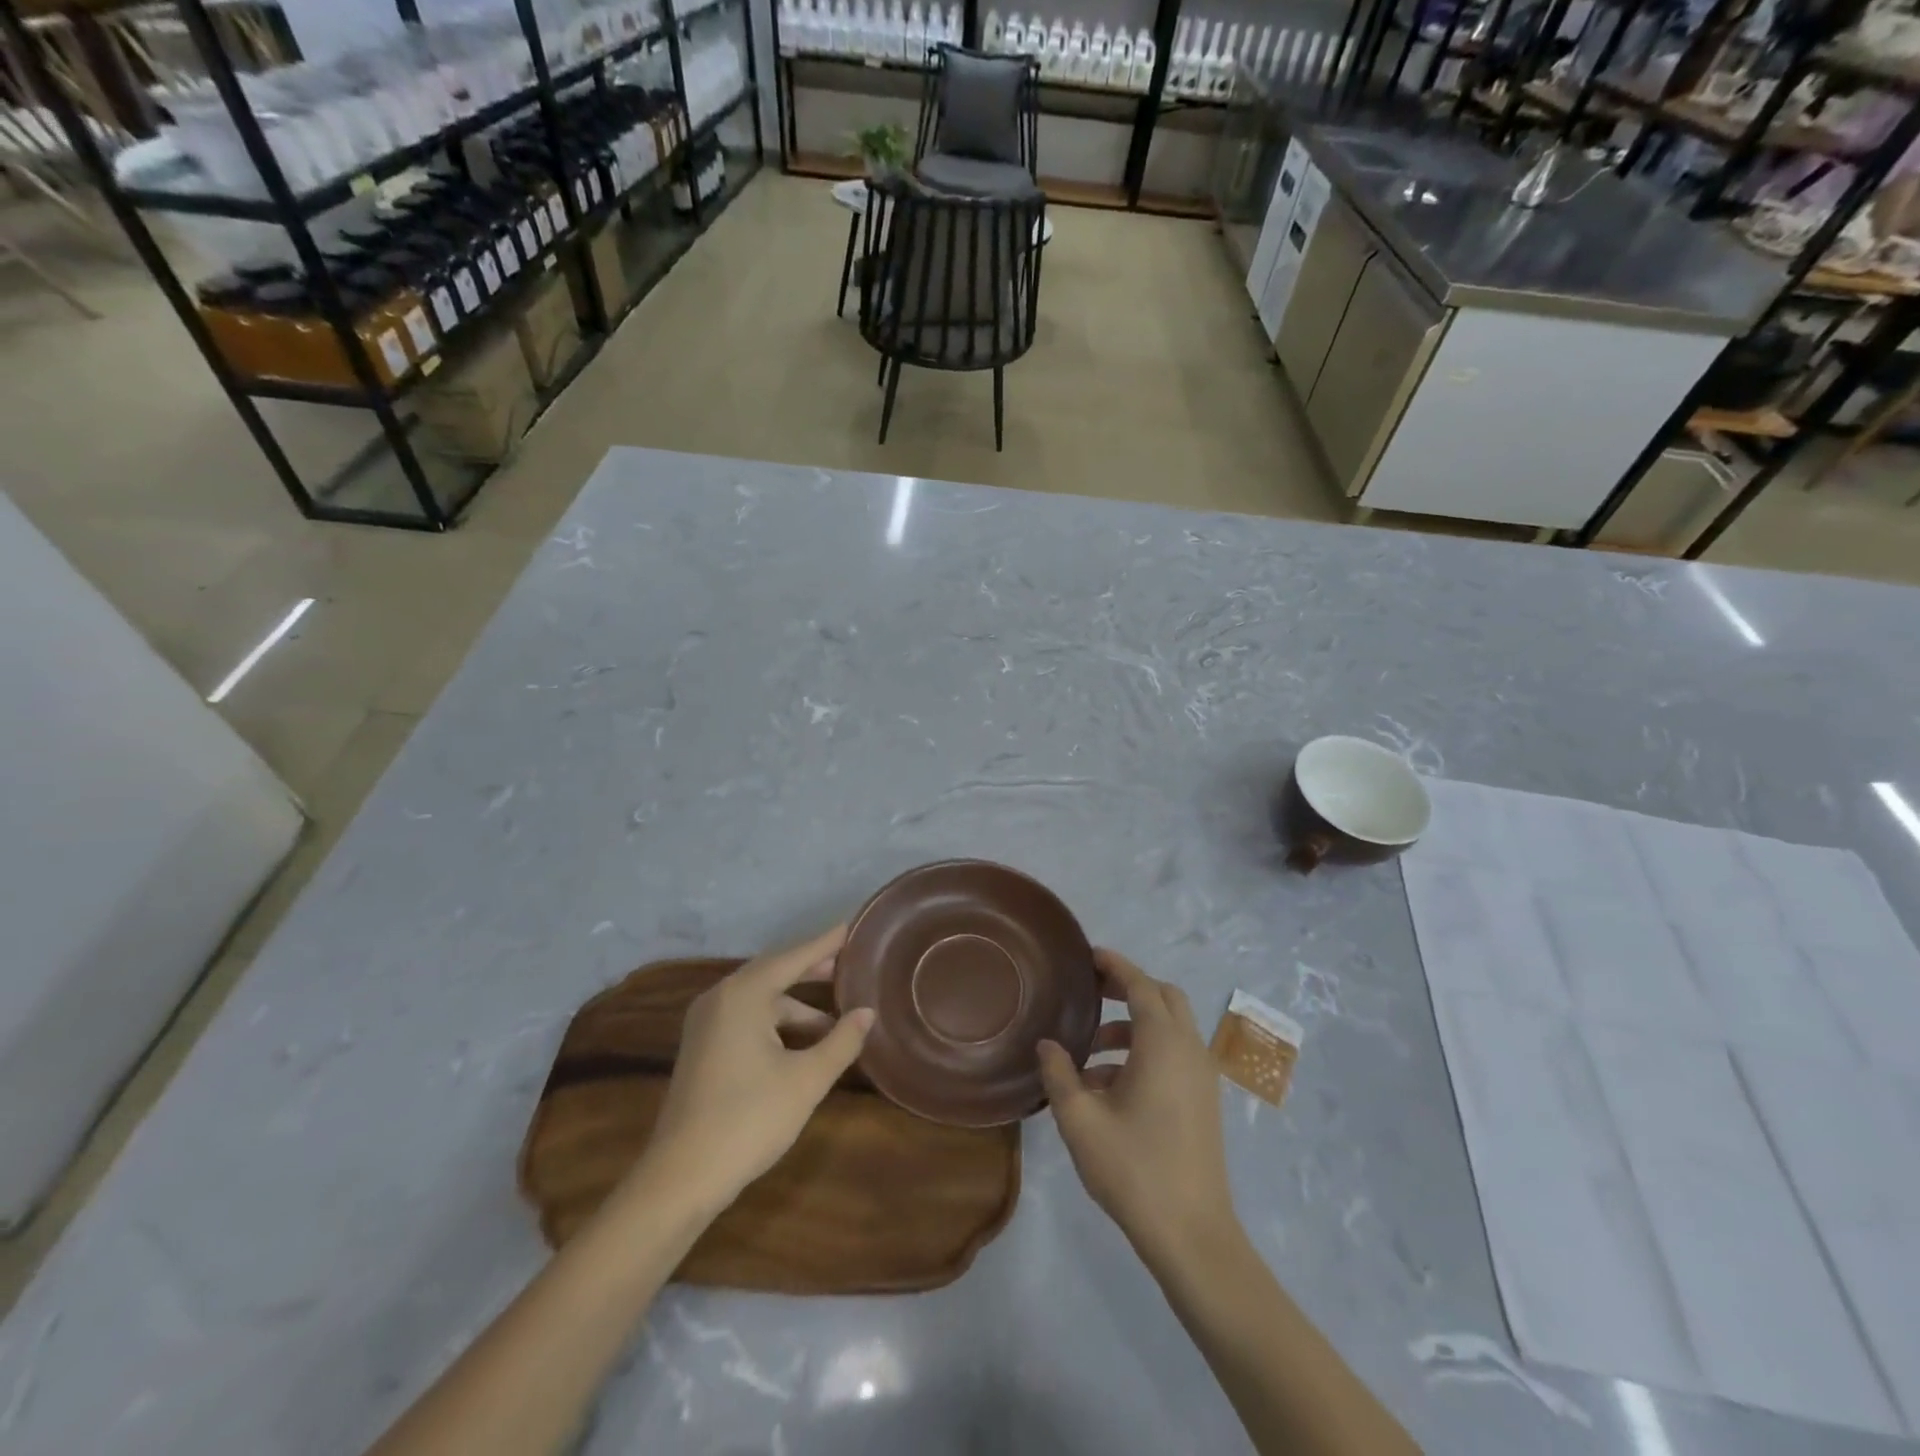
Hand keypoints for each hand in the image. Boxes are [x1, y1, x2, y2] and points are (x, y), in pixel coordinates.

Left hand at [637, 926, 874, 1211]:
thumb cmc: (749, 1119)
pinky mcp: (702, 1047)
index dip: (825, 944)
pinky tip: (802, 1045)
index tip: (851, 927)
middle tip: (848, 966)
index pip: (793, 957)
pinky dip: (777, 1024)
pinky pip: (747, 1018)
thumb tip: (867, 1012)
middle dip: (811, 970)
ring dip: (797, 1007)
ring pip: (761, 1000)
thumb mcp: (807, 1080)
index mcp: (743, 995)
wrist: (681, 1178)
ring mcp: (706, 1023)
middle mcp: (720, 998)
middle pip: (774, 972)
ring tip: (835, 1023)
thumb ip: (841, 1041)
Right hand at [1039, 949, 1237, 1269]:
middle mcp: (1189, 1050)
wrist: (1192, 1235)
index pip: (1141, 985)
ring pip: (1169, 1028)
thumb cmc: (1134, 1169)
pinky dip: (1145, 1052)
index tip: (1089, 955)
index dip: (1115, 966)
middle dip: (1129, 988)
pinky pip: (1174, 1055)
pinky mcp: (1203, 1101)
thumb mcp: (1080, 1120)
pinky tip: (1108, 1086)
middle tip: (1092, 992)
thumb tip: (1047, 1045)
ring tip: (1088, 1051)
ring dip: (1133, 1026)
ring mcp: (1201, 1077)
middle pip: (1164, 998)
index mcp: (1163, 1043)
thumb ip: (1059, 1074)